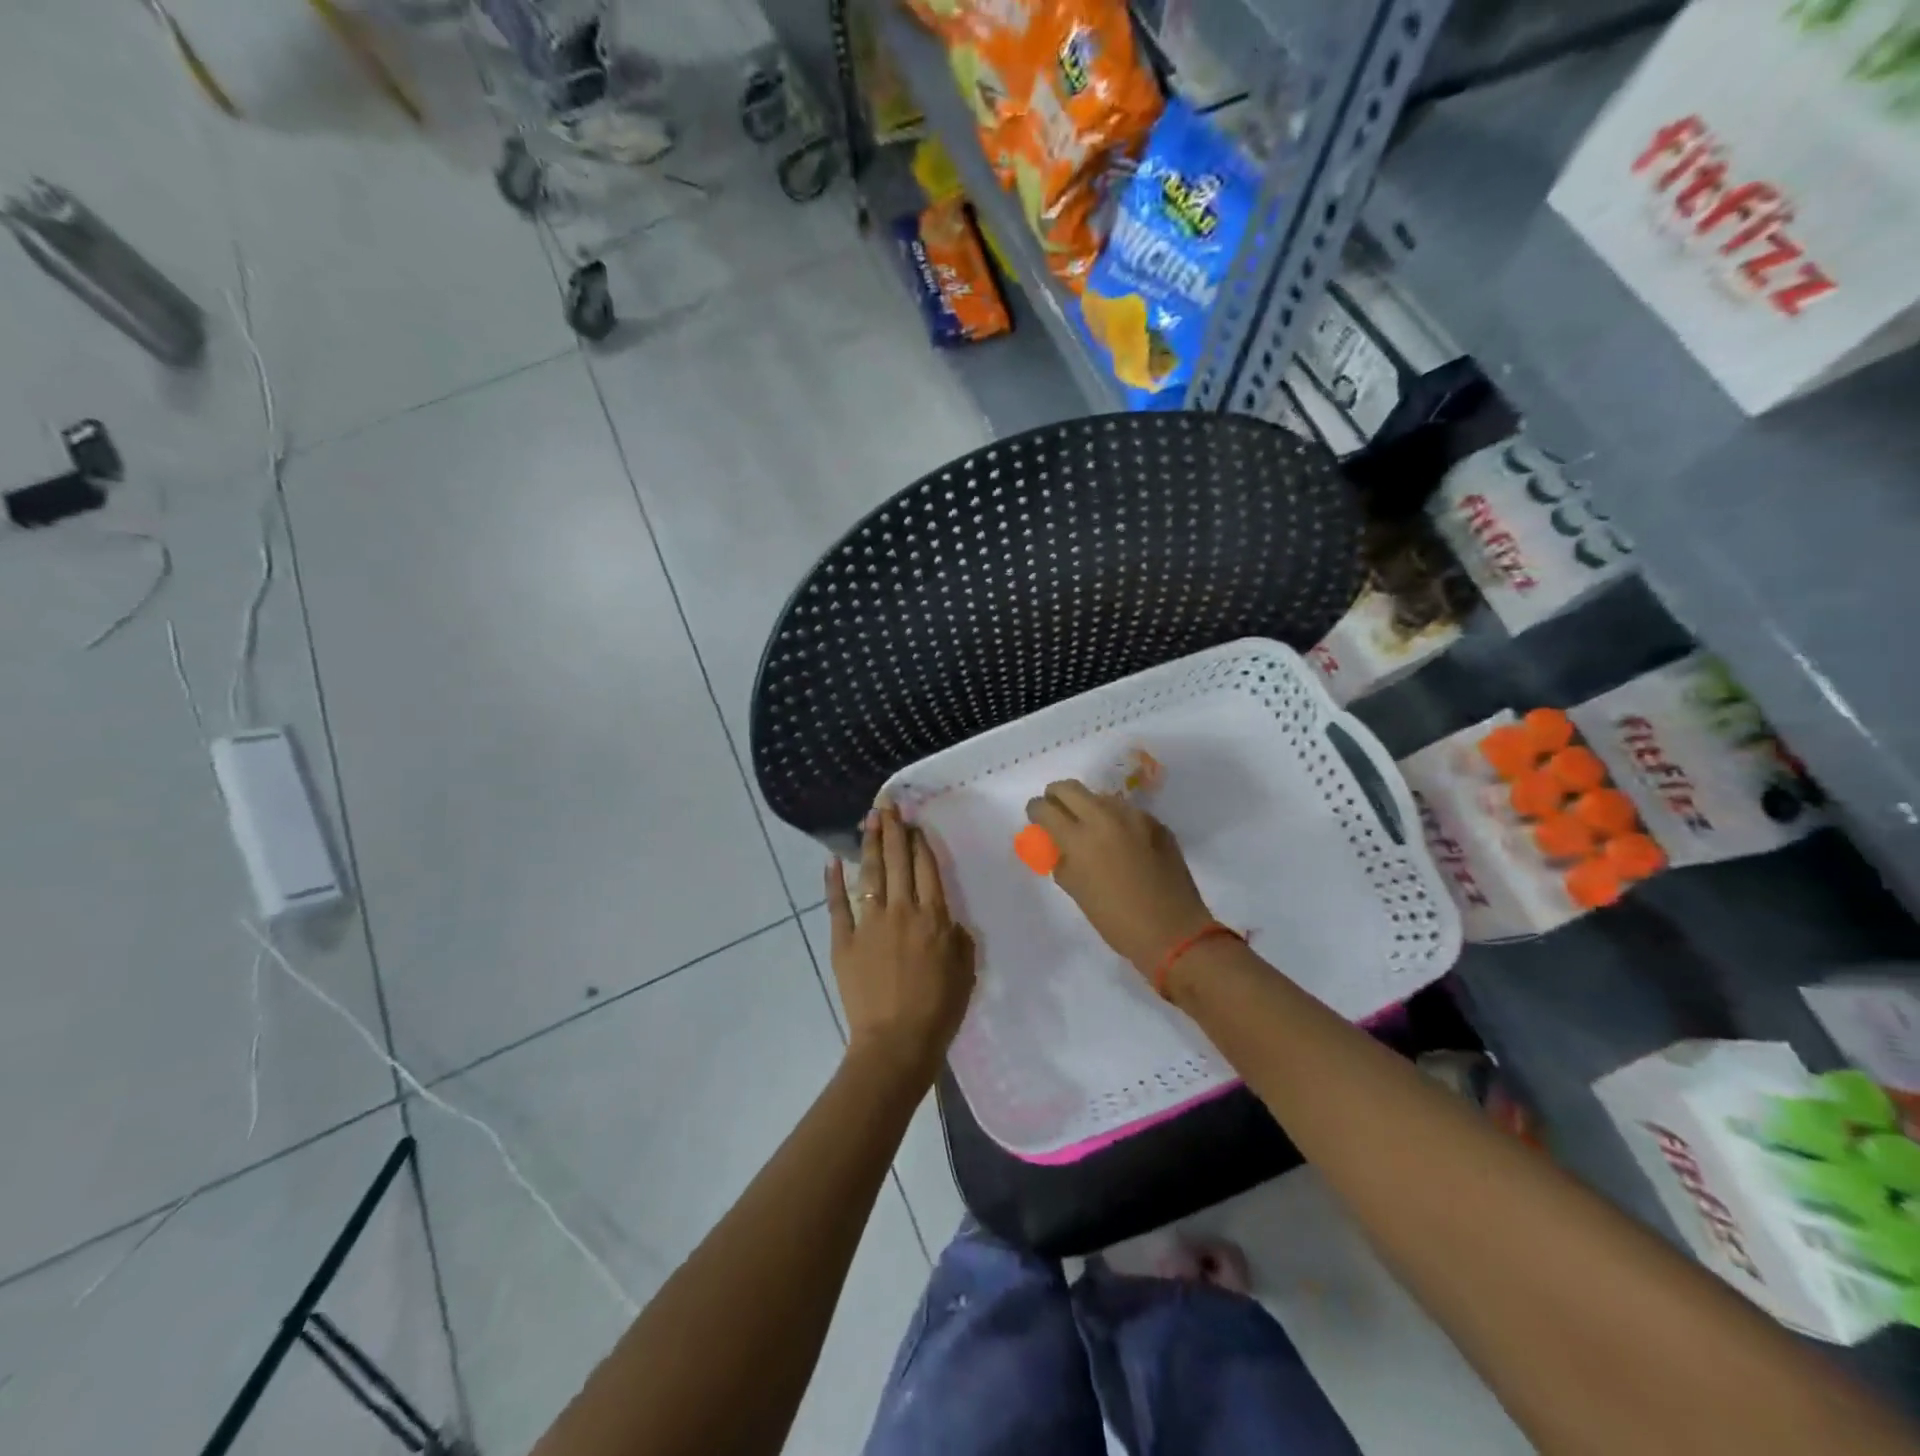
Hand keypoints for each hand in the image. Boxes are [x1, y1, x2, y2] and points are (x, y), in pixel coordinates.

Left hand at [826, 802, 975, 1084]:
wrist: (896, 1042)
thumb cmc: (938, 1009)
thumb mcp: (965, 971)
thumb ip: (959, 939)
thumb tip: (949, 919)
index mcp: (934, 917)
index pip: (927, 868)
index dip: (920, 841)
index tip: (914, 821)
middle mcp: (902, 910)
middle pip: (898, 860)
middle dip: (893, 829)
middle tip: (887, 803)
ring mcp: (870, 923)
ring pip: (870, 873)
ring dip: (869, 843)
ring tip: (868, 817)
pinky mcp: (844, 940)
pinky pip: (838, 905)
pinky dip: (834, 881)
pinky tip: (833, 860)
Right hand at [1025, 780, 1214, 972]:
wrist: (1173, 931)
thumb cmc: (1116, 920)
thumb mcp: (1076, 890)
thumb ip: (1061, 860)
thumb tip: (1057, 845)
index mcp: (1079, 838)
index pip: (1045, 808)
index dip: (1035, 811)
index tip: (1036, 817)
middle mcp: (1105, 817)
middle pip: (1069, 788)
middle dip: (1057, 796)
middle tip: (1056, 812)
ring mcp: (1134, 817)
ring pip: (1100, 796)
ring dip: (1088, 807)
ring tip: (1091, 830)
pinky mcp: (1156, 822)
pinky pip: (1126, 812)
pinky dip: (1115, 820)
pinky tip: (1121, 843)